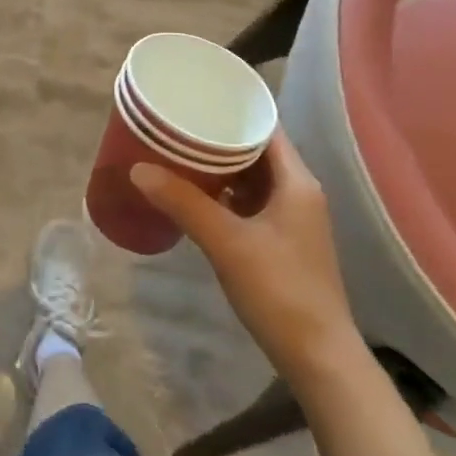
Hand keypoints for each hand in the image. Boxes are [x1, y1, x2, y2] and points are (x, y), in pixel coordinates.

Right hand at [131, 132, 360, 389]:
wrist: (318, 356)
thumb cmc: (279, 290)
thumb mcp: (226, 242)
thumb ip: (183, 203)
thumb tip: (138, 169)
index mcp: (296, 181)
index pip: (265, 128)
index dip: (234, 110)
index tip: (197, 98)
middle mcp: (299, 192)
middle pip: (257, 151)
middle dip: (218, 138)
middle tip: (177, 127)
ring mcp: (292, 219)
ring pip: (252, 178)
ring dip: (220, 168)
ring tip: (178, 155)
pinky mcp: (282, 242)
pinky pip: (250, 203)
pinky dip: (225, 194)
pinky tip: (195, 197)